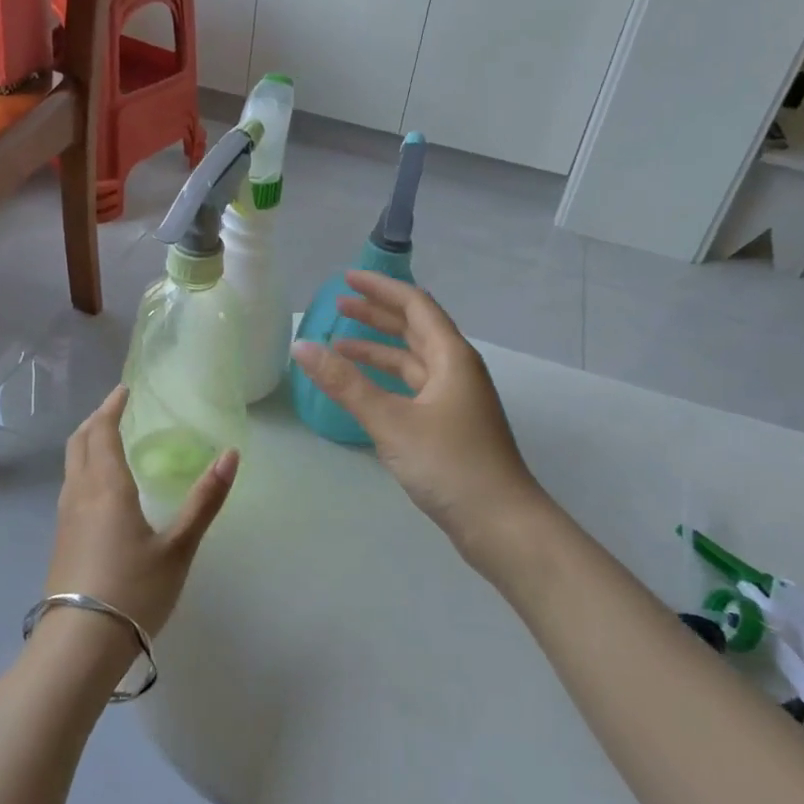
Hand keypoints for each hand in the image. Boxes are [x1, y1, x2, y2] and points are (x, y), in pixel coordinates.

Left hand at [45, 385, 237, 639]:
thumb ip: (204, 500)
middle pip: (79, 442)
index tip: (124, 390)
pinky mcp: (61, 540)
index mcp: (107, 487)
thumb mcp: (178, 547)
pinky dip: (82, 467)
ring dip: (86, 442)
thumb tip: (231, 455)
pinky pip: (69, 486)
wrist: (79, 645)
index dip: (112, 407)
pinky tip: (99, 486)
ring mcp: (65, 518)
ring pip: (70, 464)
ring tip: (107, 438)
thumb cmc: (133, 590)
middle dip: (96, 419)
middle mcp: (80, 494)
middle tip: (115, 407)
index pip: (103, 432)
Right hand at [291, 271, 544, 561]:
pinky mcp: (450, 425)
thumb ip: (345, 384)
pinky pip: (413, 387)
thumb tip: (302, 346)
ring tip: (338, 346)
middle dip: (377, 315)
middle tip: (337, 306)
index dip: (380, 289)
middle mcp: (456, 370)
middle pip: (414, 329)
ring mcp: (455, 399)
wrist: (500, 524)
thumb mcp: (391, 421)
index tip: (346, 280)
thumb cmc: (450, 464)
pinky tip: (363, 390)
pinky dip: (386, 381)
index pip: (414, 305)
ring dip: (378, 350)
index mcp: (451, 357)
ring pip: (412, 361)